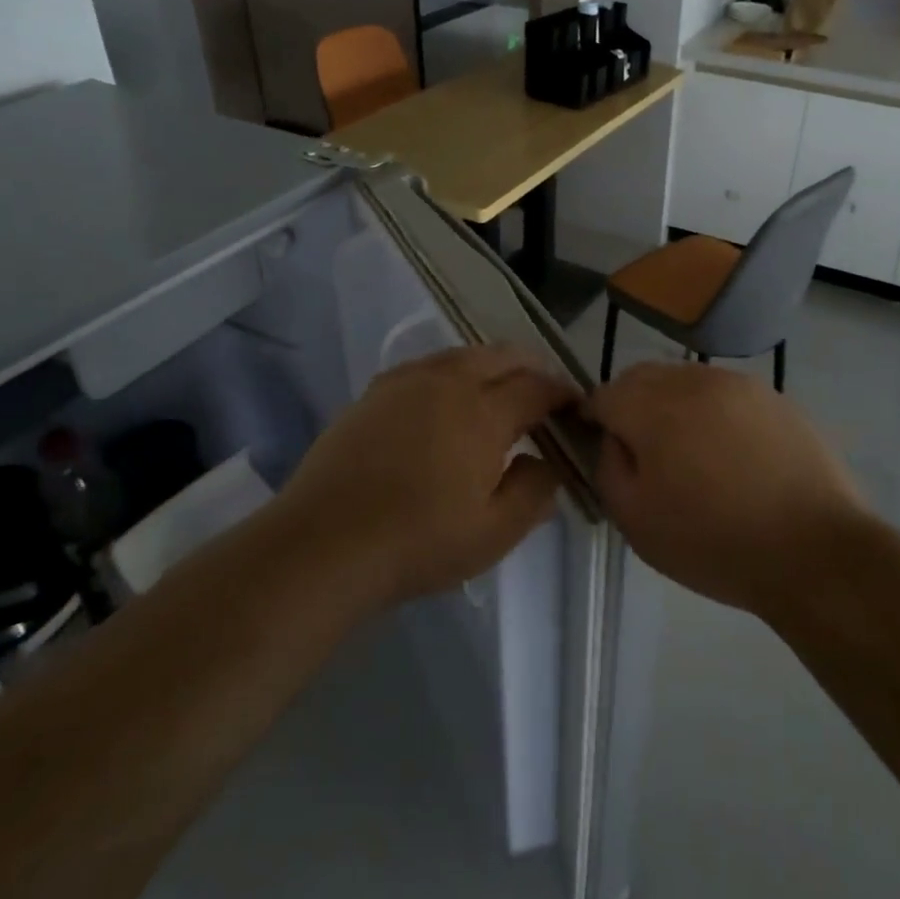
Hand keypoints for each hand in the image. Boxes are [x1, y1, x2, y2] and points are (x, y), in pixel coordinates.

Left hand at [273, 345, 577, 608]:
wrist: (324, 543)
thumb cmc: (418, 541)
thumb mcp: (494, 533)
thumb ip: (535, 492)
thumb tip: (546, 462)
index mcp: (483, 411)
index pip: (537, 387)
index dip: (562, 394)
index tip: (575, 407)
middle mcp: (448, 381)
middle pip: (502, 355)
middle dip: (531, 369)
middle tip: (542, 397)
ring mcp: (406, 381)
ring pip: (463, 355)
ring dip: (491, 367)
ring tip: (497, 396)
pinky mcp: (374, 392)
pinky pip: (427, 367)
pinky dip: (452, 374)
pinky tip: (446, 403)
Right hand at [584, 362, 869, 620]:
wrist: (815, 551)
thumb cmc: (715, 542)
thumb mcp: (635, 520)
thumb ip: (608, 467)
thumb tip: (614, 439)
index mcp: (654, 406)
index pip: (604, 394)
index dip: (594, 420)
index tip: (601, 448)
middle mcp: (695, 380)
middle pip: (644, 378)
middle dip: (632, 406)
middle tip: (644, 454)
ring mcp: (740, 384)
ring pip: (686, 381)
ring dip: (674, 406)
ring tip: (691, 455)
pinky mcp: (776, 397)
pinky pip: (726, 394)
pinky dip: (714, 413)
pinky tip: (732, 455)